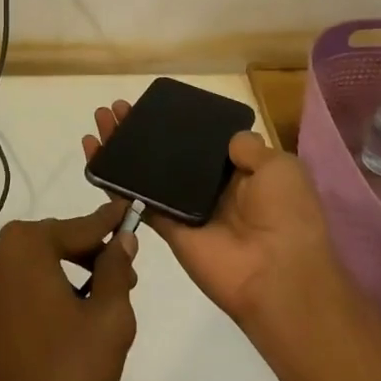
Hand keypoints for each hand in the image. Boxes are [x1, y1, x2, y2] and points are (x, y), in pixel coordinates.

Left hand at [0, 203, 138, 380]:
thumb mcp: (109, 318)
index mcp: (23, 246)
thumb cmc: (68, 376)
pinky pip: (13, 295)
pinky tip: (61, 328)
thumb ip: (116, 270)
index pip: (78, 227)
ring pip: (31, 270)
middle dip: (88, 256)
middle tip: (124, 278)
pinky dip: (38, 299)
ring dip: (63, 278)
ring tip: (96, 306)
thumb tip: (122, 240)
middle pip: (52, 244)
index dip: (108, 224)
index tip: (128, 211)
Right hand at [85, 102, 350, 336]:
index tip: (151, 105)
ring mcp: (186, 210)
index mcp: (241, 173)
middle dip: (140, 131)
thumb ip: (248, 147)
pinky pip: (138, 202)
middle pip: (167, 153)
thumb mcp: (280, 168)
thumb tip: (227, 139)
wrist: (279, 275)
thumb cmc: (286, 215)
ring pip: (147, 173)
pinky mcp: (168, 230)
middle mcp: (210, 189)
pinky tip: (95, 157)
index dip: (175, 123)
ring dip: (122, 149)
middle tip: (114, 109)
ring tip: (99, 123)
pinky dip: (115, 182)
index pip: (200, 142)